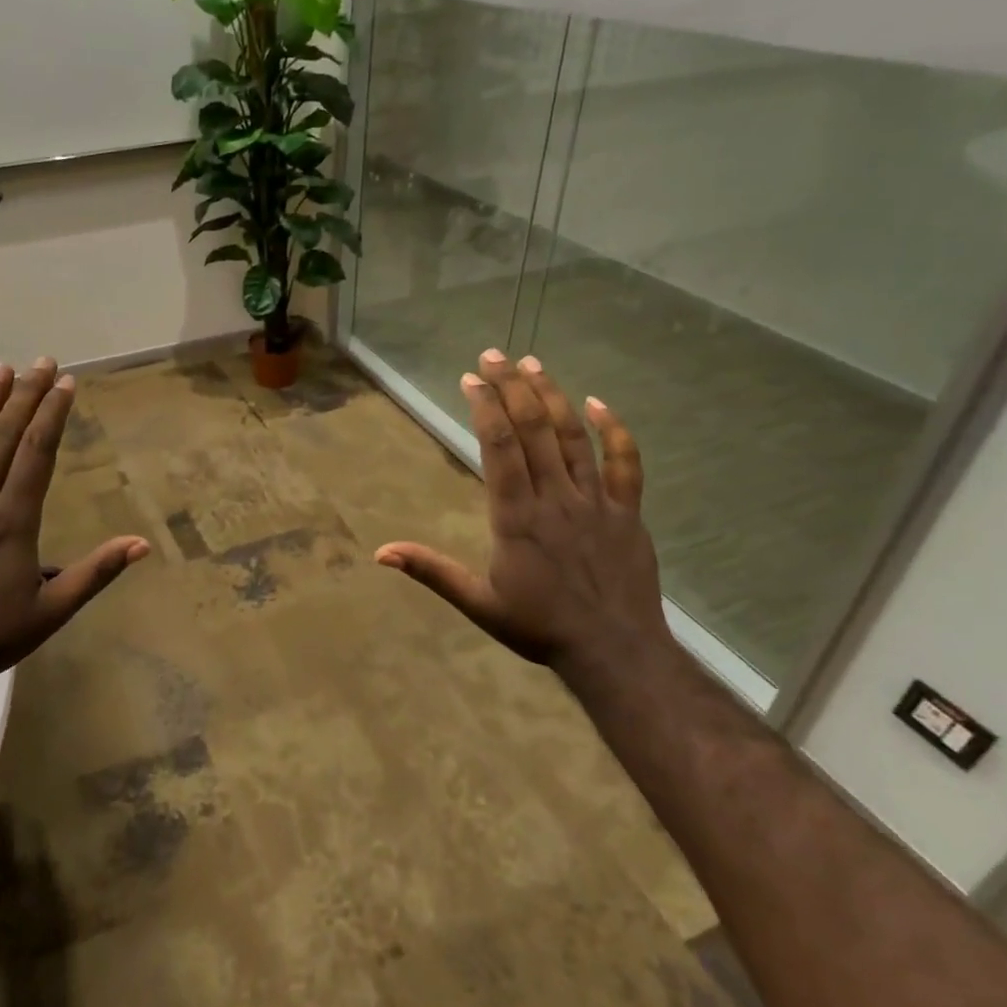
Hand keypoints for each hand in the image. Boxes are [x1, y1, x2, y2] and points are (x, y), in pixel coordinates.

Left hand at [0, 359, 149, 702]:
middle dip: (25, 396)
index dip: (52, 414)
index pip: (37, 454)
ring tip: (1, 369)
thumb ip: (95, 573)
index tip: (65, 382)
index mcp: (13, 522)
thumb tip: (141, 543)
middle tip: (41, 361)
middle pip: (5, 438)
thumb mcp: (51, 613)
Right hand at [375, 350, 671, 673]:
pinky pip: (624, 463)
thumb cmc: (540, 628)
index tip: (470, 378)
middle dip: (512, 387)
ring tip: (533, 364)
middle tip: (494, 354)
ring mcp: (595, 501)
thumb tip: (380, 553)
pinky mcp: (626, 511)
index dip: (485, 408)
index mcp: (516, 517)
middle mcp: (555, 498)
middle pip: (534, 429)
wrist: (615, 652)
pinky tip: (598, 402)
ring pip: (573, 437)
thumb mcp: (477, 603)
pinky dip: (614, 430)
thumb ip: (431, 571)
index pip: (499, 448)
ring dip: (552, 396)